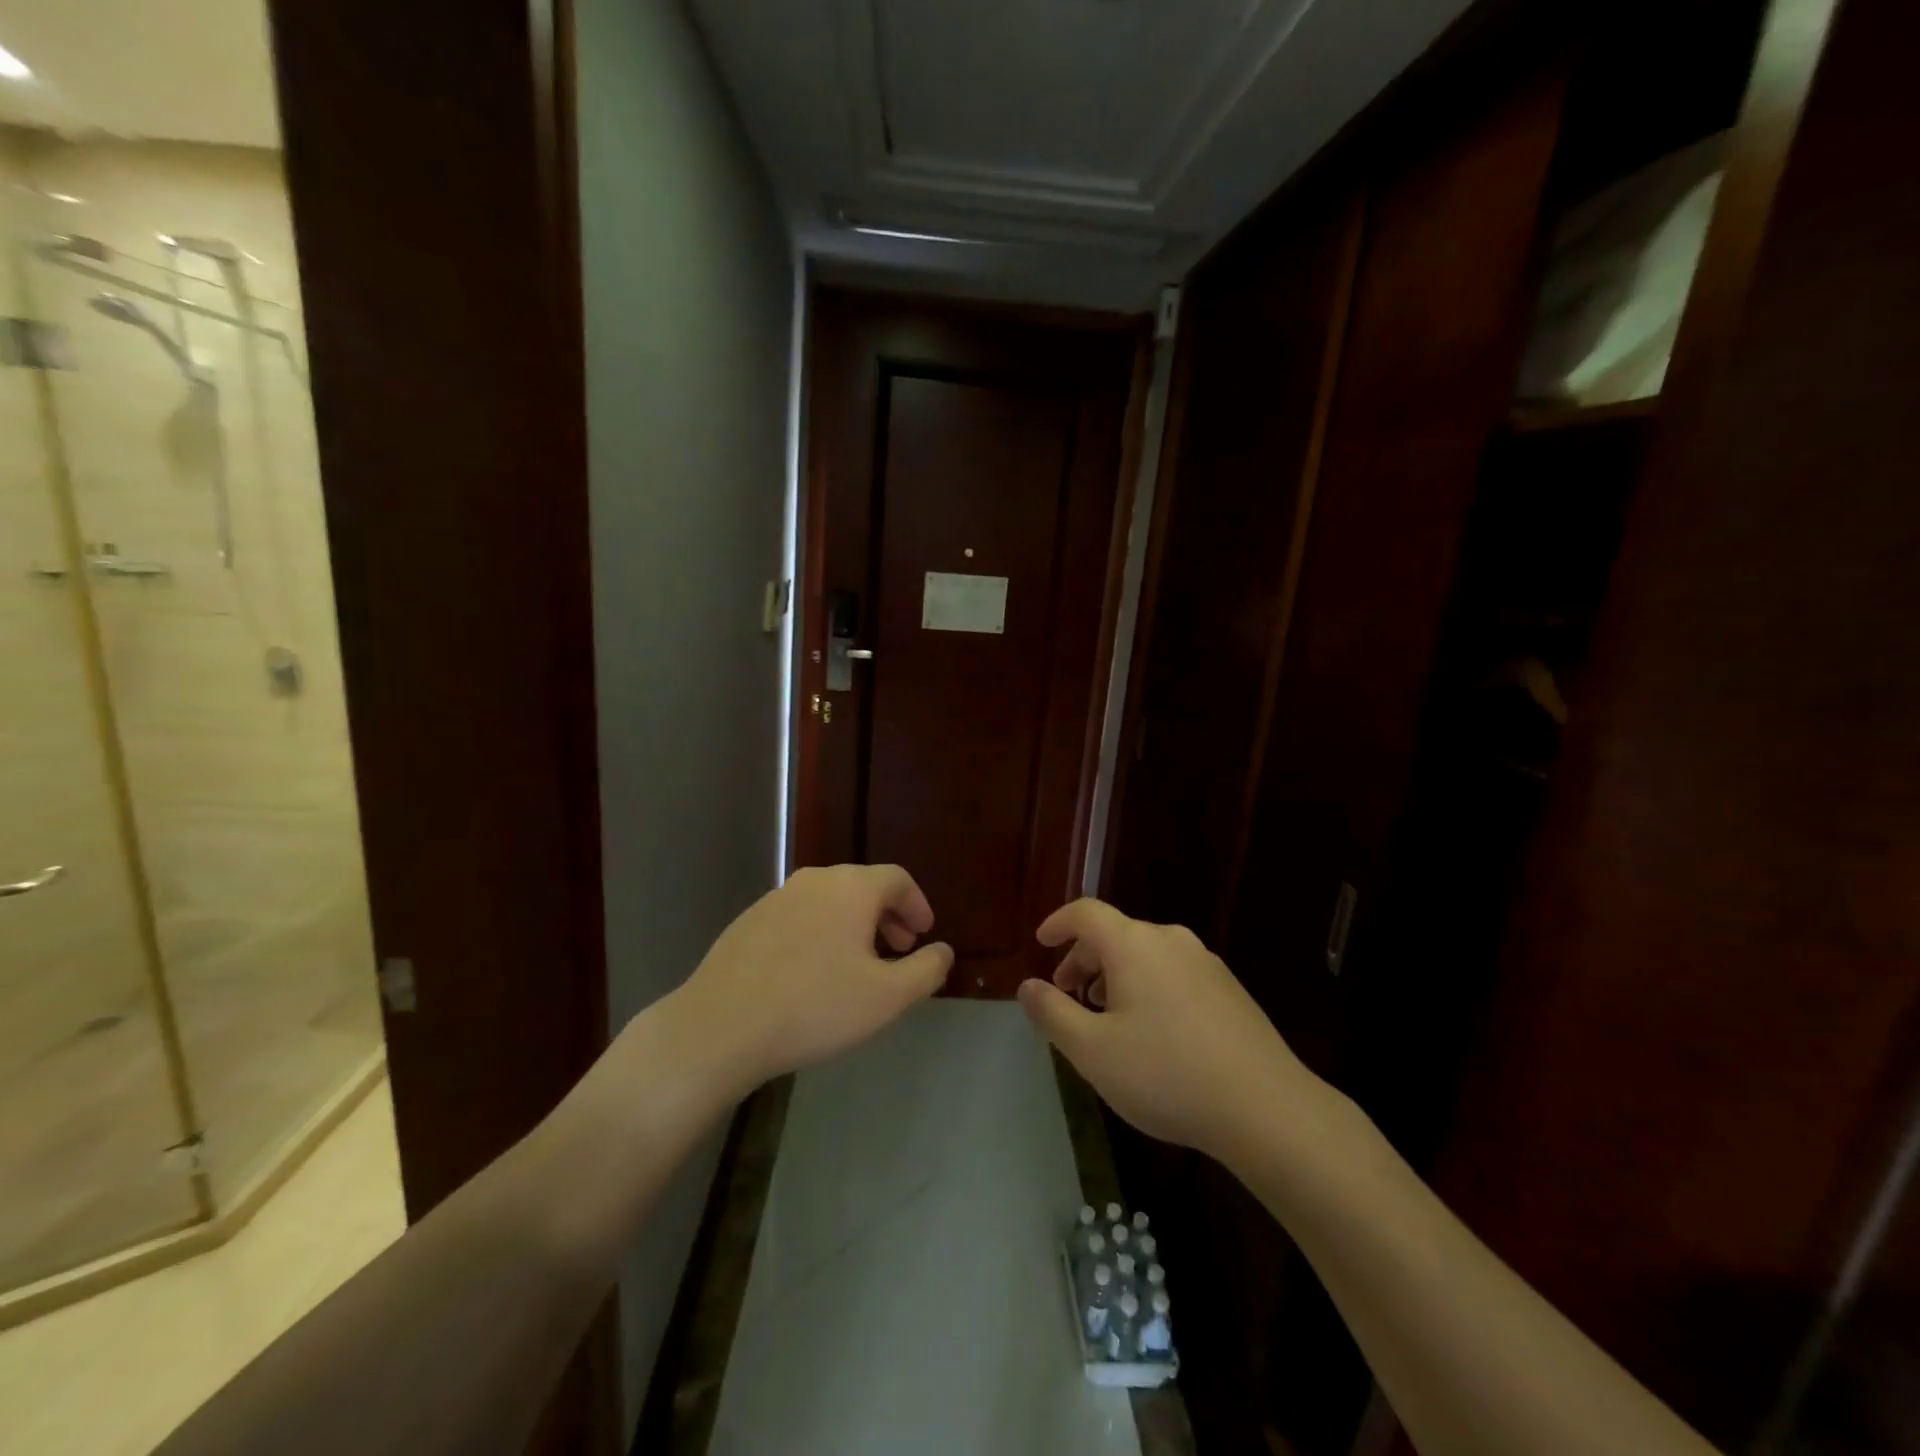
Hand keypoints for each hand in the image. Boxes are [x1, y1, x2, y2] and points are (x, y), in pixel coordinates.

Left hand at [677, 864, 952, 1091]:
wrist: (721, 1026)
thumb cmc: (815, 1007)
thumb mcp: (887, 997)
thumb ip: (926, 970)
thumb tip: (943, 950)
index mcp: (851, 888)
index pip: (897, 879)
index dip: (917, 904)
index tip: (924, 934)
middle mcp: (814, 881)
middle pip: (862, 886)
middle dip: (887, 916)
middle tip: (898, 949)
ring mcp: (775, 898)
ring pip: (828, 902)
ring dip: (853, 925)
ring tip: (858, 965)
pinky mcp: (748, 921)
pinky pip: (799, 917)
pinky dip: (819, 933)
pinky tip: (812, 974)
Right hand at [1017, 898, 1320, 1160]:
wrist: (1266, 1108)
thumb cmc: (1166, 1074)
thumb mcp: (1092, 1051)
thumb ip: (1052, 1013)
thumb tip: (1027, 986)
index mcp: (1133, 944)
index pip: (1086, 912)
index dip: (1058, 923)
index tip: (1040, 944)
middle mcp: (1170, 940)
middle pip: (1115, 934)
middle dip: (1083, 959)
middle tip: (1068, 996)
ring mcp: (1205, 962)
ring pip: (1145, 955)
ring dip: (1115, 976)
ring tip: (1106, 1018)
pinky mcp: (1228, 989)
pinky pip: (1172, 973)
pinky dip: (1147, 987)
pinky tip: (1151, 1033)